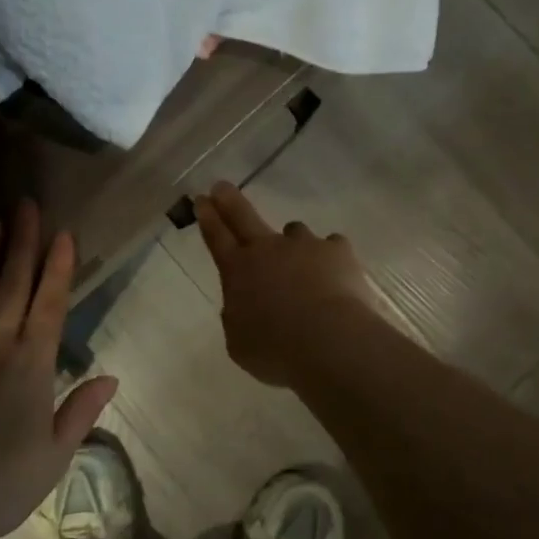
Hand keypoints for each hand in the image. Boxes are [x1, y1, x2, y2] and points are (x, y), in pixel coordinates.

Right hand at [194, 182, 377, 387]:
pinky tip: (336, 276)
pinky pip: (331, 246)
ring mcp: (304, 245)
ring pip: (294, 231)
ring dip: (293, 243)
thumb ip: (238, 318)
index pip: (216, 237)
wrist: (329, 342)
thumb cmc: (275, 350)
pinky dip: (330, 258)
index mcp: (237, 271)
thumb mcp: (240, 342)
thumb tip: (244, 306)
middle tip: (221, 187)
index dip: (207, 217)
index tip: (201, 199)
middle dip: (229, 201)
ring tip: (302, 265)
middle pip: (244, 216)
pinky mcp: (337, 251)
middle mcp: (268, 249)